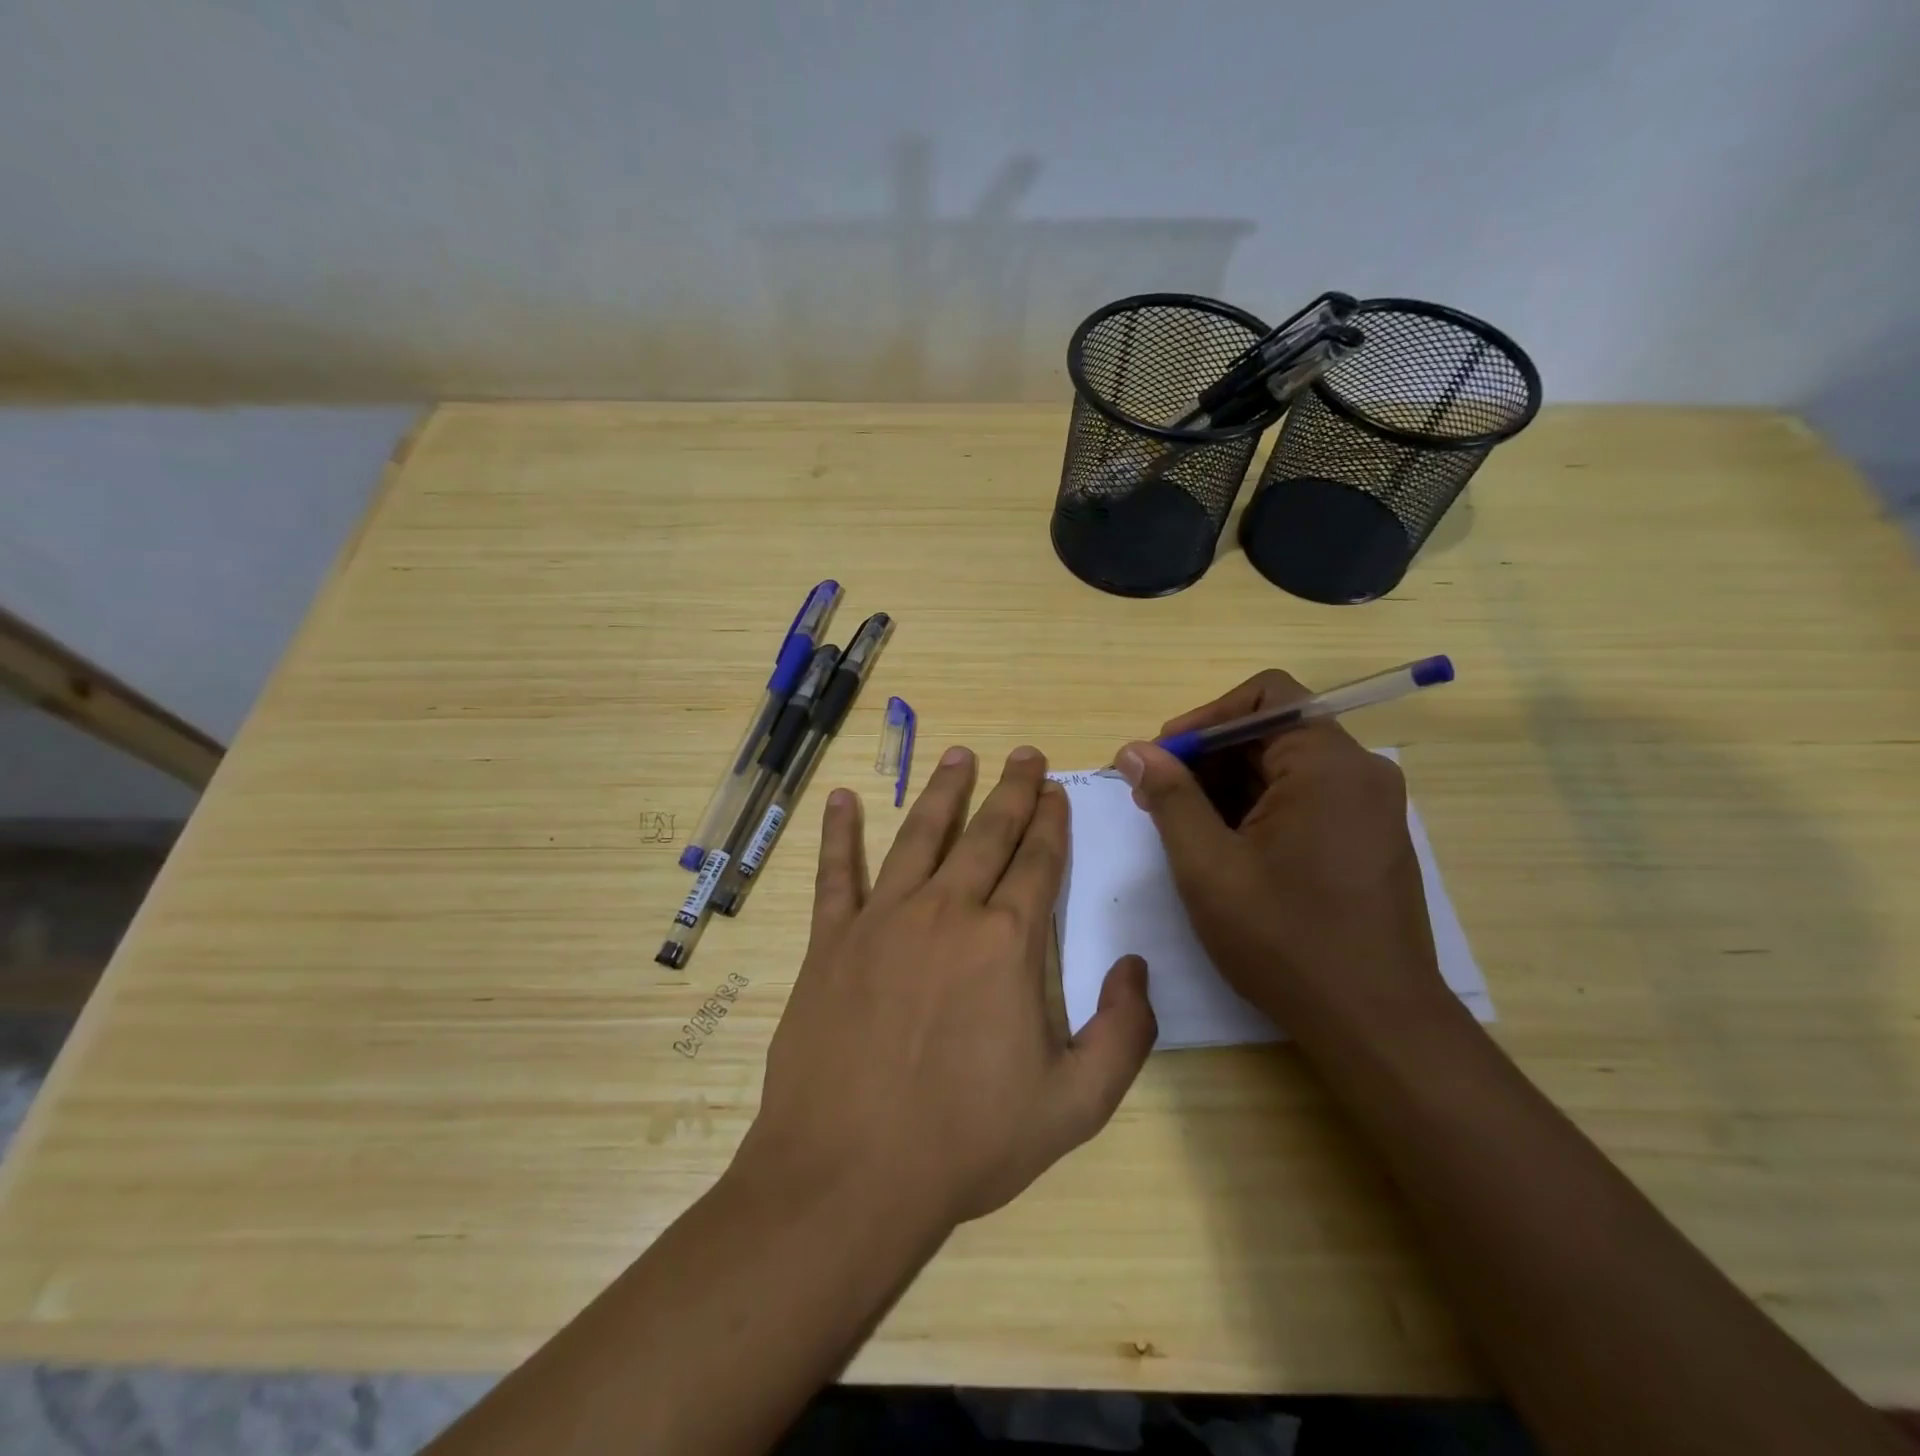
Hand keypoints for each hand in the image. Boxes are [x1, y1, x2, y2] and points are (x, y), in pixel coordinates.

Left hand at [739, 745, 1156, 1230]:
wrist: (851, 1174)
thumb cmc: (967, 1143)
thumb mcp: (1075, 1105)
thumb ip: (1123, 1033)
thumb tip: (1133, 965)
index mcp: (1007, 943)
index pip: (1038, 862)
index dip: (1051, 823)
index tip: (1056, 791)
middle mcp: (948, 911)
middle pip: (987, 834)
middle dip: (1012, 790)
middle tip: (1024, 754)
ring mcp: (884, 919)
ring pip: (919, 835)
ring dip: (943, 791)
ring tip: (958, 754)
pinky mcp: (832, 939)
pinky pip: (836, 873)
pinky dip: (839, 833)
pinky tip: (844, 798)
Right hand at [1115, 670, 1445, 1027]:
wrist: (1374, 1022)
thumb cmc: (1284, 939)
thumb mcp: (1208, 865)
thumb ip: (1170, 797)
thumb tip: (1134, 750)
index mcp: (1327, 764)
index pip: (1263, 697)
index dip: (1203, 718)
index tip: (1161, 758)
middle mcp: (1359, 772)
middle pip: (1271, 731)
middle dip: (1207, 757)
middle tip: (1156, 797)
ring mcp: (1369, 807)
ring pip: (1284, 767)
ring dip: (1227, 785)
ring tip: (1181, 827)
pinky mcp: (1368, 838)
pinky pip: (1304, 798)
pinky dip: (1258, 808)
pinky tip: (1223, 847)